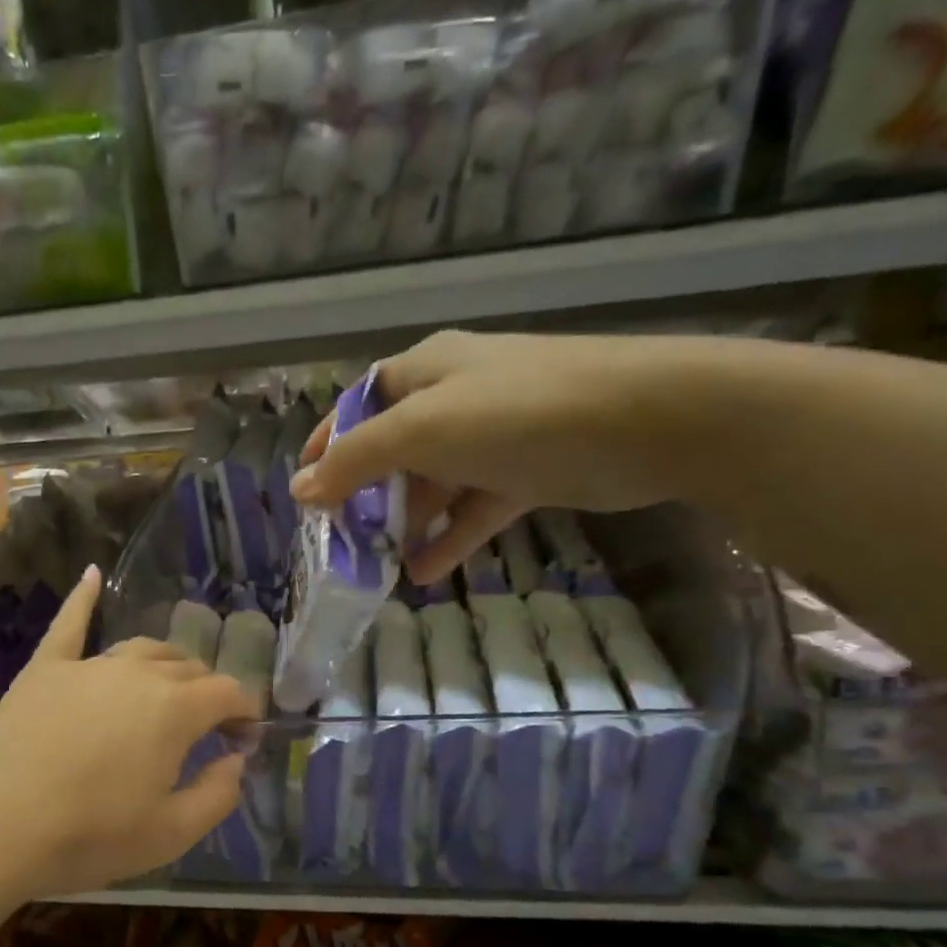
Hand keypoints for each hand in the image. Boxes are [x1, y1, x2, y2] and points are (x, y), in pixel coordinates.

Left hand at [0, 566, 259, 897]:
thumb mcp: (170, 834)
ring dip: (166, 665)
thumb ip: (218, 794)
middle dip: (207, 691)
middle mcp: (137, 673)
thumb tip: (236, 760)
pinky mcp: (45, 669)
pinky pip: (70, 624)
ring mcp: (88, 665)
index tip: (243, 739)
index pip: (228, 692)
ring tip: (168, 687)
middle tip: (206, 727)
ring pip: (142, 648)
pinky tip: (92, 574)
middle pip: (187, 667)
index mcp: (175, 709)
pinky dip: (84, 598)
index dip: (244, 713)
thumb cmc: (87, 836)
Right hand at [290, 330, 709, 583]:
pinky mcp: (525, 475)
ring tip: (376, 566)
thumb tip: (298, 490)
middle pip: (393, 448)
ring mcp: (493, 438)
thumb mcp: (422, 430)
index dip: (327, 443)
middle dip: (364, 493)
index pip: (359, 404)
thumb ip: (355, 461)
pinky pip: (473, 509)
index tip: (303, 490)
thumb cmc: (517, 413)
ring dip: (405, 523)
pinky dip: (449, 538)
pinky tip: (423, 574)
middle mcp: (455, 398)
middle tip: (339, 539)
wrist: (648, 422)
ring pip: (433, 483)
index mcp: (425, 371)